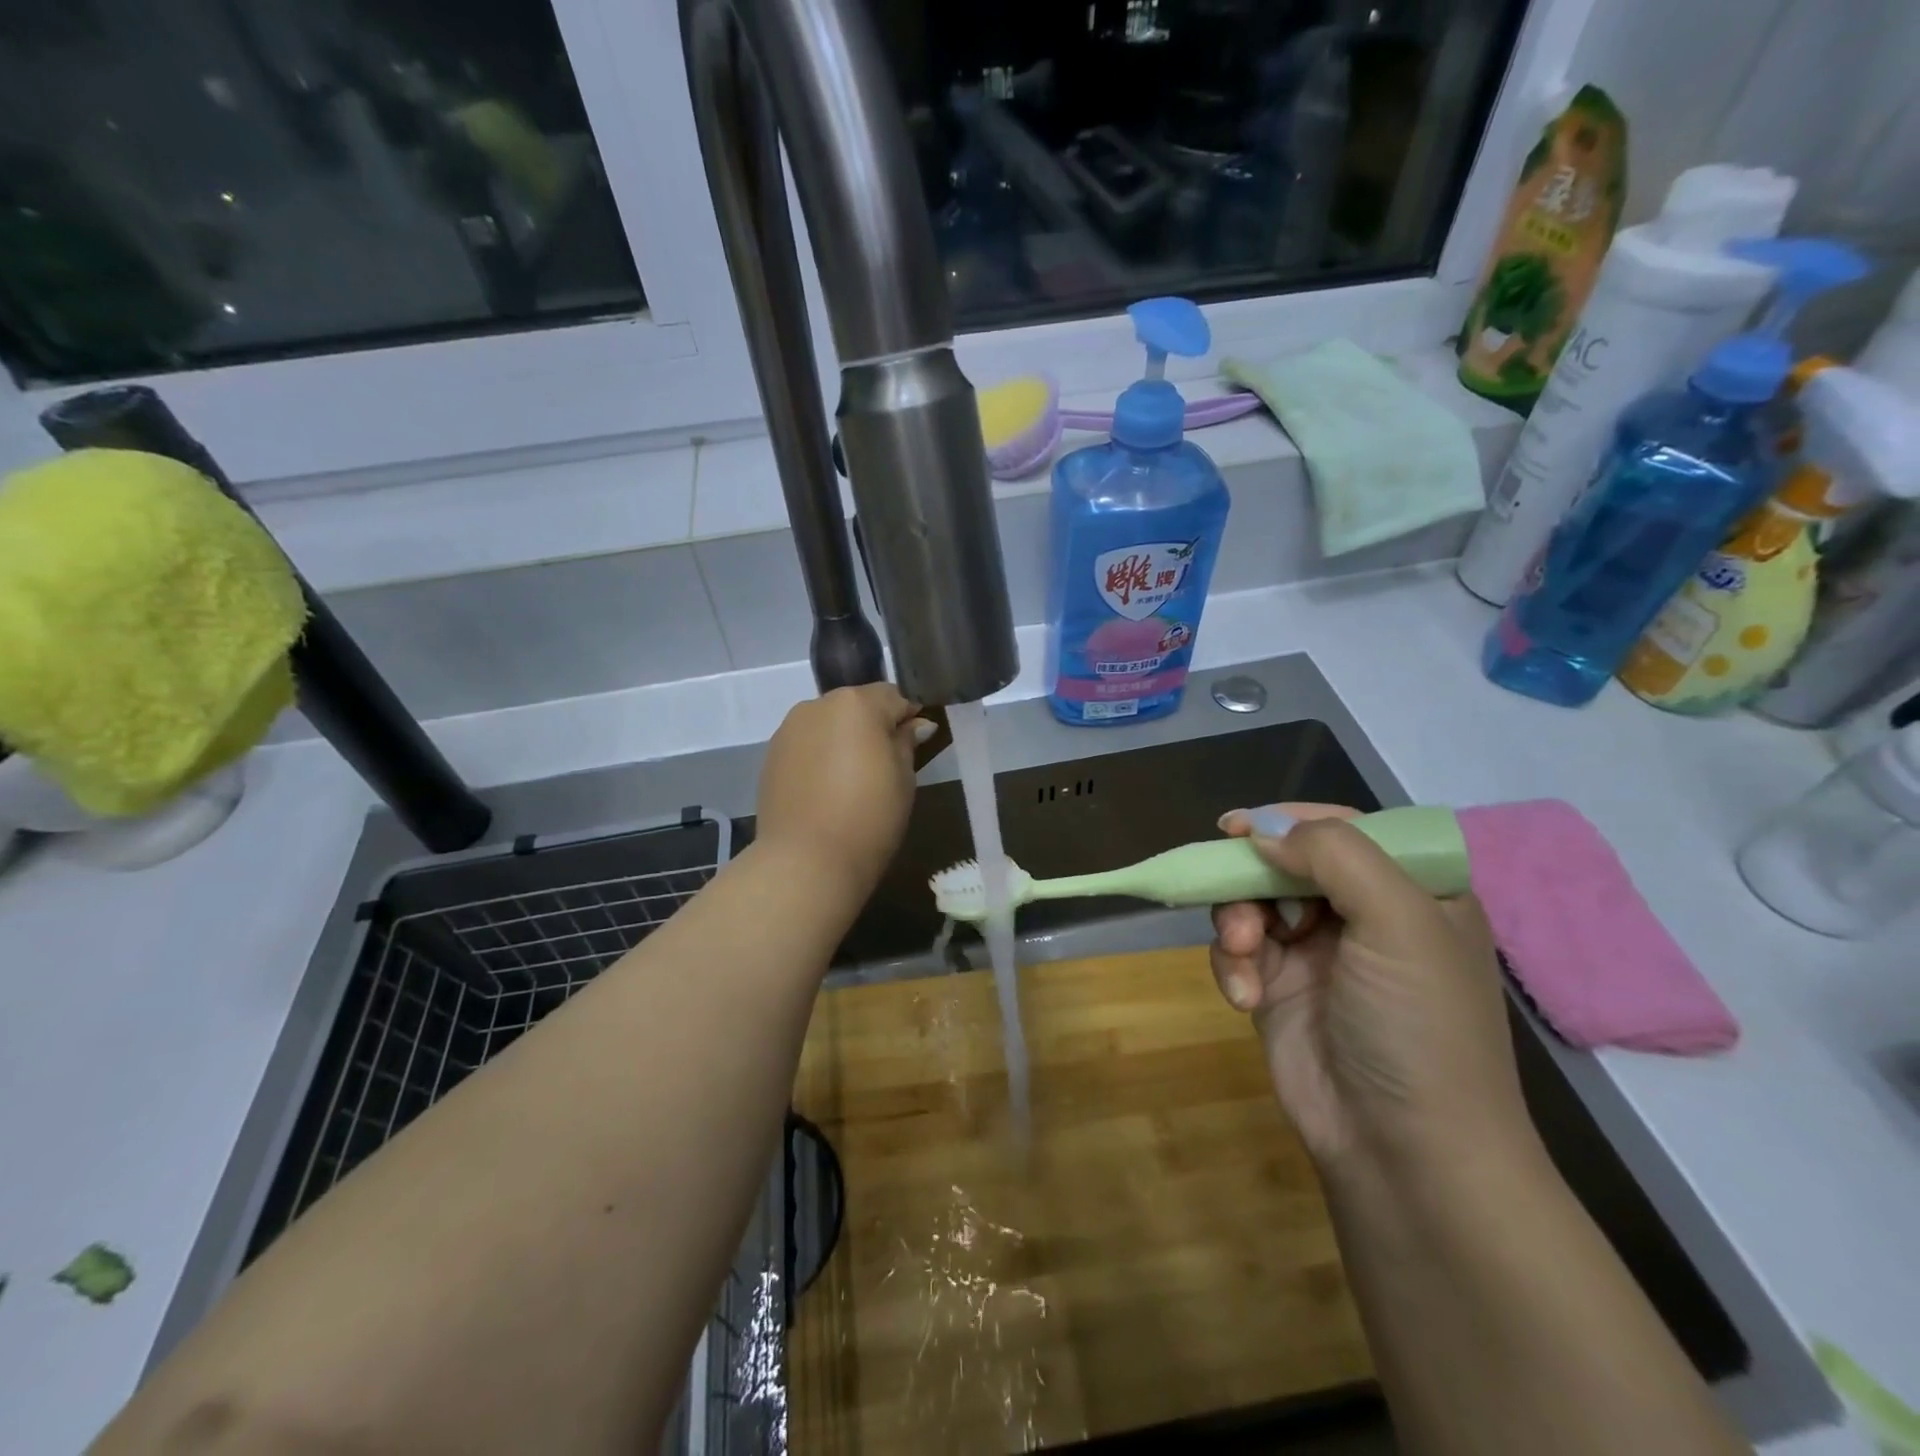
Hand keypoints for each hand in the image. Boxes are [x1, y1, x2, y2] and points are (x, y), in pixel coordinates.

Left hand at [756, 685, 932, 898]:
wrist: (807, 860)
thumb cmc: (869, 816)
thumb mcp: (903, 778)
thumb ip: (906, 742)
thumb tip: (915, 724)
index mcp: (856, 703)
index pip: (893, 696)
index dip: (908, 717)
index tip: (916, 744)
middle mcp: (817, 706)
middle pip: (856, 707)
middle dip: (872, 727)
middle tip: (885, 766)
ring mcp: (789, 730)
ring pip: (827, 724)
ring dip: (842, 740)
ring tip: (851, 781)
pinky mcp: (771, 756)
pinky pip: (806, 745)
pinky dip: (819, 757)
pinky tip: (826, 790)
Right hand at [1210, 804, 1534, 1178]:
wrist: (1403, 1151)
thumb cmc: (1418, 1025)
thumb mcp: (1399, 922)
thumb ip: (1335, 856)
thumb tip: (1262, 833)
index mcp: (1413, 890)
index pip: (1346, 829)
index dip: (1291, 820)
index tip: (1238, 828)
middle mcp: (1364, 914)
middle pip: (1286, 862)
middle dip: (1253, 879)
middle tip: (1233, 898)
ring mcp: (1318, 953)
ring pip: (1252, 902)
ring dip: (1237, 922)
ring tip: (1243, 953)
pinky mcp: (1279, 988)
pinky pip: (1238, 950)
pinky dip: (1232, 965)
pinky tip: (1245, 998)